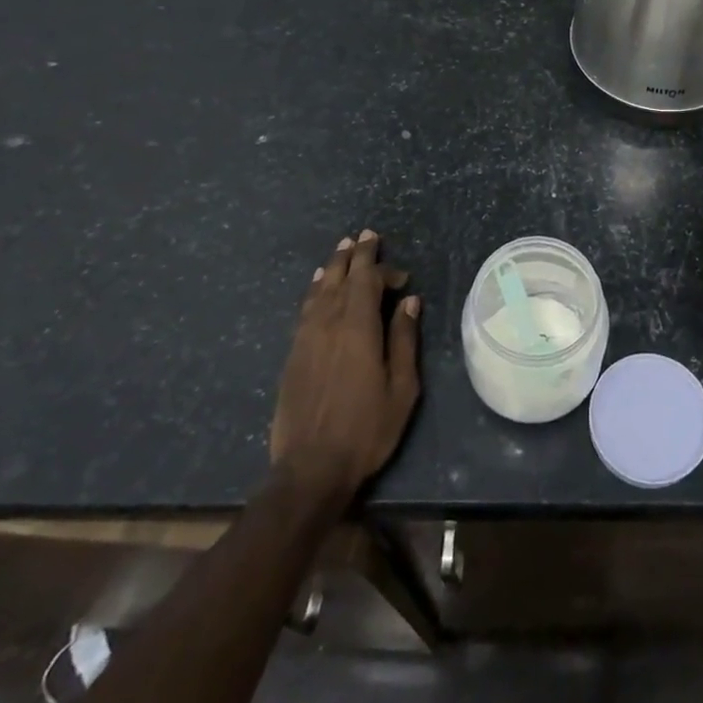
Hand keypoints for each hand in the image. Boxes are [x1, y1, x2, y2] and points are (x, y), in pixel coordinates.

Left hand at [269, 230, 421, 500]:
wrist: (310, 468)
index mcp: (358, 328)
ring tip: (342, 250)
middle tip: (364, 235)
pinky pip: (305, 309)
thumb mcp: (401, 387)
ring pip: (320, 290)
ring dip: (334, 267)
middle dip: (355, 255)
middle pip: (342, 278)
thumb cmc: (367, 428)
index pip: (368, 281)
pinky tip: (318, 285)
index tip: (402, 275)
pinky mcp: (293, 354)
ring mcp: (306, 338)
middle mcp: (328, 324)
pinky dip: (315, 290)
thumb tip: (409, 301)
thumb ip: (404, 339)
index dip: (384, 269)